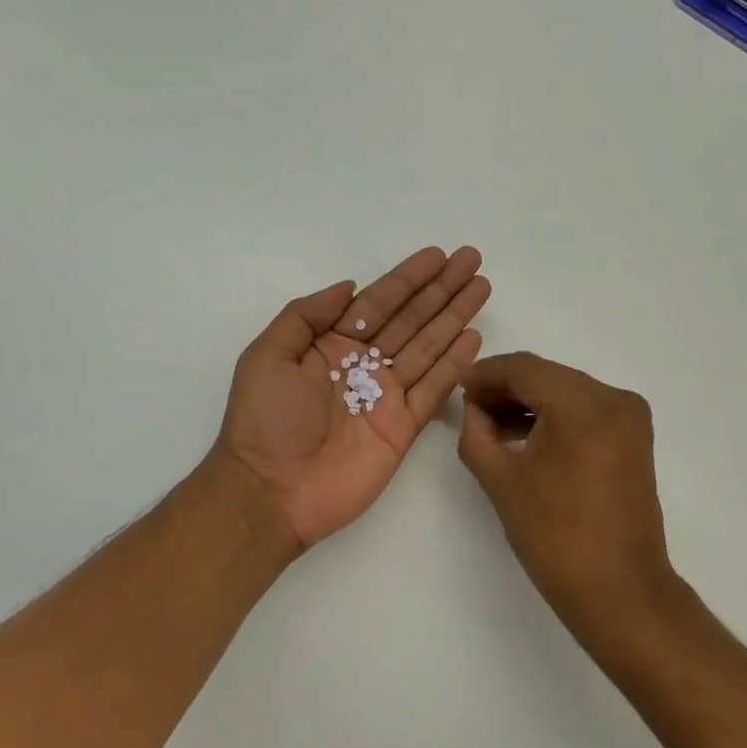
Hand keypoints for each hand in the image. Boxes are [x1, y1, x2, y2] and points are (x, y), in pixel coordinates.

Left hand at [215, 247, 490, 548]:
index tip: (438, 255)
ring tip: (481, 288)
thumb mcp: (268, 356)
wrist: (272, 492)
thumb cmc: (265, 422)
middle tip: (472, 261)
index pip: (377, 303)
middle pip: (410, 319)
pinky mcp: (403, 428)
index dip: (407, 279)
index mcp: (330, 346)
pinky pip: (434, 390)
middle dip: (440, 291)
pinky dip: (454, 365)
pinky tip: (473, 338)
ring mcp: (386, 397)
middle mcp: (362, 366)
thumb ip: (306, 316)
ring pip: (428, 348)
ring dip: (454, 318)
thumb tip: (349, 287)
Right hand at [458, 353, 676, 636]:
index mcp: (584, 405)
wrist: (619, 589)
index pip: (525, 369)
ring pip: (569, 393)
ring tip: (491, 425)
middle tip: (470, 407)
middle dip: (507, 388)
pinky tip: (526, 436)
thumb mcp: (502, 482)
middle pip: (550, 377)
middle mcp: (615, 399)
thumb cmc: (555, 537)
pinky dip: (556, 418)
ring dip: (531, 403)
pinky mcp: (634, 441)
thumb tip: (473, 409)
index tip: (458, 387)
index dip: (486, 374)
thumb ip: (477, 435)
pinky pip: (587, 414)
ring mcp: (630, 420)